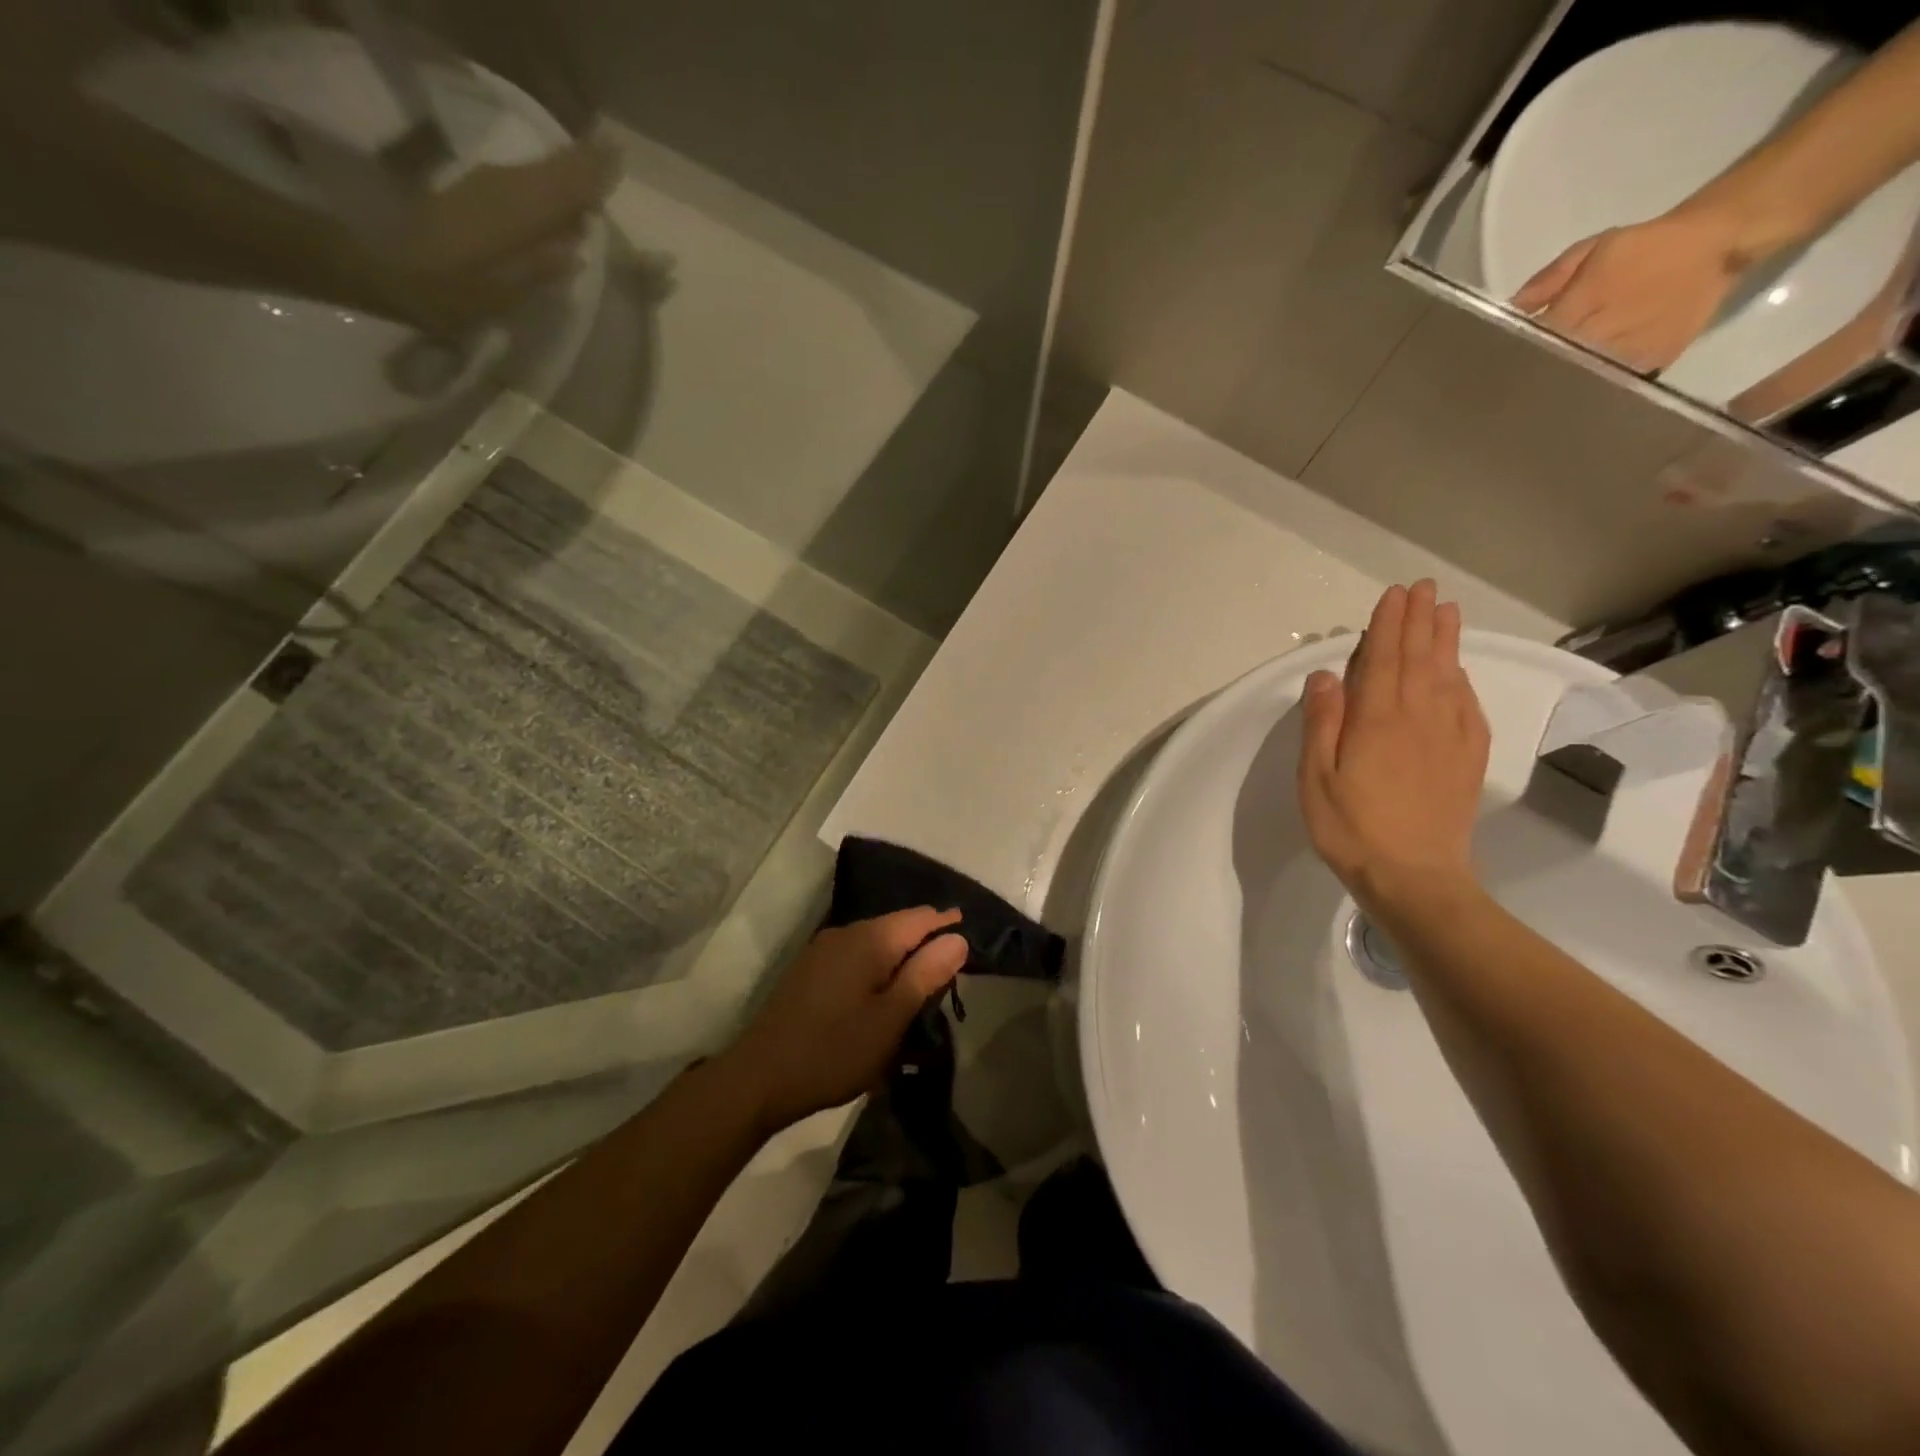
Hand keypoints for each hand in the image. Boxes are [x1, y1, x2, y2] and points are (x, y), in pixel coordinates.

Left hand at [337, 140, 618, 332]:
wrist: (380, 268)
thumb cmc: (447, 290)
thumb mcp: (502, 292)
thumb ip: (540, 267)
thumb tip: (575, 249)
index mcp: (518, 211)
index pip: (566, 185)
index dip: (593, 174)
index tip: (619, 159)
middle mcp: (504, 188)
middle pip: (552, 172)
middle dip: (583, 167)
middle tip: (613, 159)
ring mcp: (486, 188)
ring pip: (537, 175)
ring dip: (565, 175)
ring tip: (593, 177)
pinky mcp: (473, 196)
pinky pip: (522, 184)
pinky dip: (544, 186)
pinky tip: (555, 200)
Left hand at [719, 908, 967, 1134]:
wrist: (759, 1078)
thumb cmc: (834, 1050)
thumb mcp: (890, 1019)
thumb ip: (925, 975)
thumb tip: (957, 938)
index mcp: (869, 939)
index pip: (920, 917)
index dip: (948, 924)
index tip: (971, 936)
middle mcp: (845, 932)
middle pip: (897, 927)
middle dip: (924, 944)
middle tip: (950, 971)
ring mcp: (823, 950)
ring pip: (875, 943)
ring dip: (899, 959)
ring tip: (919, 986)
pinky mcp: (810, 970)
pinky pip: (855, 957)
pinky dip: (876, 969)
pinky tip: (881, 994)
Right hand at [1297, 581, 1489, 911]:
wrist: (1415, 878)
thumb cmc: (1351, 828)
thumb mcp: (1316, 778)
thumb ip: (1321, 723)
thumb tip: (1324, 675)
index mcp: (1377, 720)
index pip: (1383, 659)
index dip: (1388, 625)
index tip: (1394, 595)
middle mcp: (1419, 717)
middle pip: (1420, 659)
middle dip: (1420, 621)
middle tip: (1424, 589)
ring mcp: (1450, 737)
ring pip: (1449, 676)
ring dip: (1446, 641)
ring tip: (1447, 612)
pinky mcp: (1468, 759)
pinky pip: (1468, 706)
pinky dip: (1463, 681)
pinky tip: (1459, 672)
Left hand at [1510, 206, 1750, 374]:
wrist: (1716, 243)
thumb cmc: (1643, 246)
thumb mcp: (1589, 250)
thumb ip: (1546, 282)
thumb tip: (1510, 311)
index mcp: (1584, 303)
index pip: (1537, 340)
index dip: (1515, 355)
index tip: (1498, 365)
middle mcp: (1604, 331)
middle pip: (1556, 364)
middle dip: (1534, 373)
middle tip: (1511, 387)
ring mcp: (1630, 349)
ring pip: (1581, 378)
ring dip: (1561, 384)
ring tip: (1538, 395)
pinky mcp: (1653, 361)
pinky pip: (1613, 381)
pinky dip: (1594, 386)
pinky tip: (1577, 390)